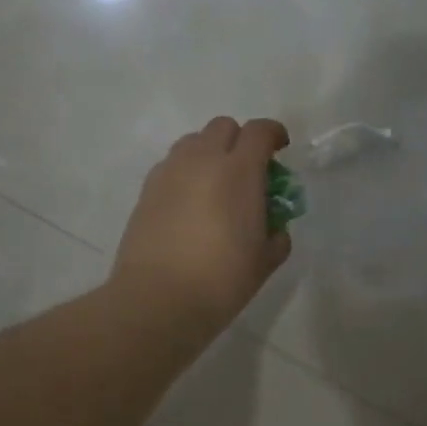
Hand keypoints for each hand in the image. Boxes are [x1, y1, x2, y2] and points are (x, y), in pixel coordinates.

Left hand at [111, 117, 292, 342]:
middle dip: (239, 141)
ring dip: (209, 153)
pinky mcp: (146, 190)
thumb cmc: (221, 280)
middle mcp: (202, 160)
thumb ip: (277, 236)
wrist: (158, 299)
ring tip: (215, 185)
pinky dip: (185, 173)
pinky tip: (189, 204)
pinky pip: (171, 165)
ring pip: (193, 142)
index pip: (259, 131)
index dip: (273, 134)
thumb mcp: (264, 262)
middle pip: (223, 127)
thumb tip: (274, 228)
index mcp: (239, 171)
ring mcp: (170, 172)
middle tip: (247, 171)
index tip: (280, 148)